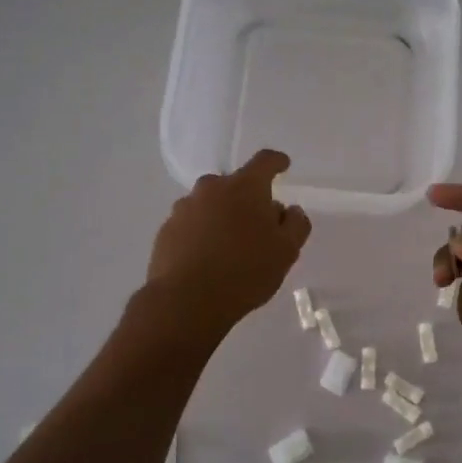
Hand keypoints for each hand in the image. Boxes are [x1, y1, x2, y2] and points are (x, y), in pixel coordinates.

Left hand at [148, 150, 311, 334]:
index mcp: (245, 187)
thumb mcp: (286, 251)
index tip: (283, 166)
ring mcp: (184, 208)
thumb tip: (289, 210)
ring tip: (230, 248)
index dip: (277, 162)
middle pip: (235, 185)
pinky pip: (191, 225)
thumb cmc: (245, 271)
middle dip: (248, 199)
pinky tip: (207, 260)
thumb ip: (295, 225)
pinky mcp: (166, 230)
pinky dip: (202, 234)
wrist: (186, 301)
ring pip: (210, 205)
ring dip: (222, 217)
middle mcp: (211, 188)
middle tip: (258, 226)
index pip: (265, 161)